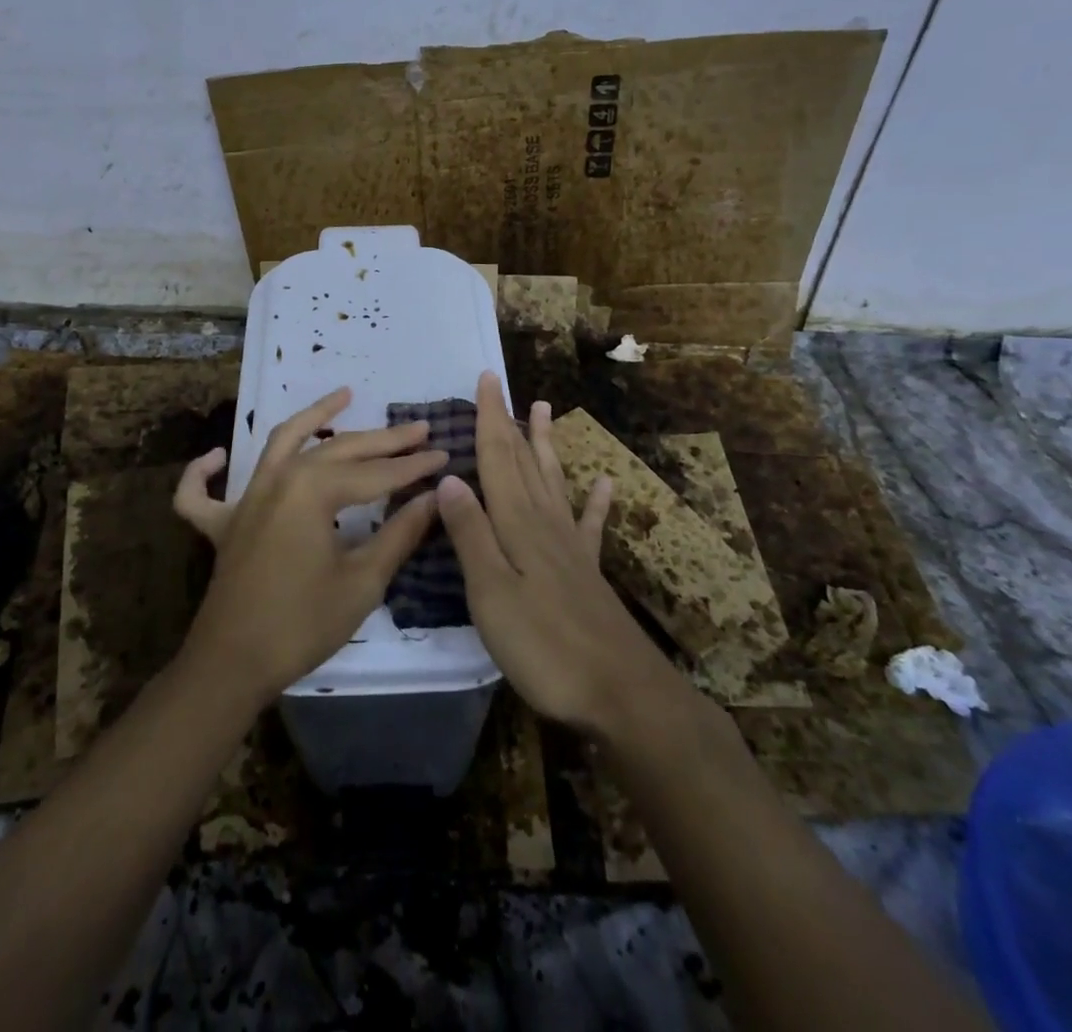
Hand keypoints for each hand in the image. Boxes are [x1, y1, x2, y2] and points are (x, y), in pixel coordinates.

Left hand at [172, 387, 446, 706]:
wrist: (233, 665)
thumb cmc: (303, 623)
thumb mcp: (362, 580)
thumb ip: (399, 533)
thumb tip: (434, 498)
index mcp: (313, 489)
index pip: (376, 473)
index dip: (413, 466)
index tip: (445, 454)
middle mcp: (278, 478)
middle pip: (338, 449)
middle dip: (383, 440)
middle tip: (419, 429)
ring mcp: (245, 498)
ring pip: (281, 443)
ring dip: (313, 418)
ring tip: (343, 395)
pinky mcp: (222, 524)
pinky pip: (202, 492)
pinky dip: (205, 472)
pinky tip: (218, 456)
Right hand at [437, 372, 684, 734]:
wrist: (622, 692)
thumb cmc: (545, 645)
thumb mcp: (492, 593)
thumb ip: (471, 535)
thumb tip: (449, 478)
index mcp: (517, 524)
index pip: (498, 458)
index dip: (490, 418)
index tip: (486, 379)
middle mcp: (544, 523)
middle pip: (523, 462)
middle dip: (510, 422)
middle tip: (503, 386)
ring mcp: (570, 546)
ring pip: (552, 481)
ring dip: (545, 445)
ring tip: (544, 410)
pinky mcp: (588, 572)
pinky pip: (590, 524)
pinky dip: (596, 501)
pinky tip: (607, 483)